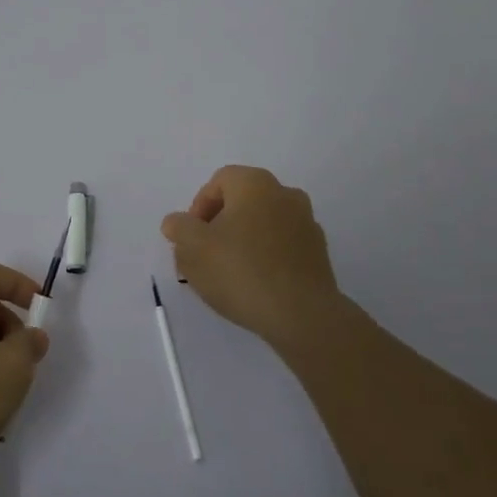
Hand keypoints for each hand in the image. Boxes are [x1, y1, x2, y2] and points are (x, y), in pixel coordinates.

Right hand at [162, 166, 347, 351]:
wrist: (302, 315)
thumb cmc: (242, 272)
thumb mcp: (193, 249)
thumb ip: (179, 228)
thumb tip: (178, 222)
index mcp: (255, 184)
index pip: (219, 181)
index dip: (199, 207)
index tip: (191, 238)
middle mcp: (285, 193)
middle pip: (242, 201)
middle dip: (220, 224)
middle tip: (205, 254)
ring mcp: (306, 222)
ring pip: (263, 223)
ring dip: (243, 240)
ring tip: (229, 272)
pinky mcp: (318, 252)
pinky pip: (282, 245)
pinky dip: (266, 256)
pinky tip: (256, 284)